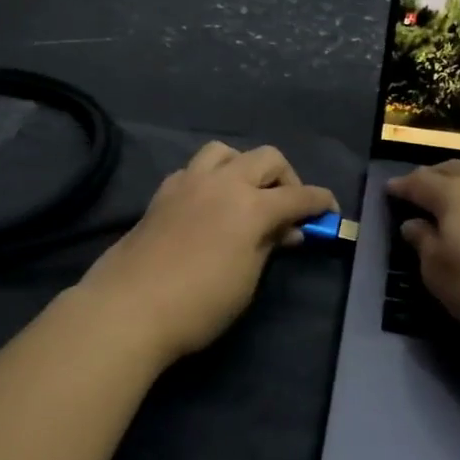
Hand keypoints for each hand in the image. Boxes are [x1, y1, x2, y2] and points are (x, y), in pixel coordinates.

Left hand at [78, 142, 336, 363]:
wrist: (129, 308)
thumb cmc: (199, 304)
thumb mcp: (247, 280)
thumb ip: (269, 246)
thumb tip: (287, 230)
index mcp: (251, 206)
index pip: (298, 195)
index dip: (320, 202)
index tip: (330, 212)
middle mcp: (223, 182)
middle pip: (266, 158)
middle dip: (286, 178)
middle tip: (286, 208)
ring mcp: (189, 182)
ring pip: (225, 151)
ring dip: (244, 167)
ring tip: (244, 196)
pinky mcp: (163, 193)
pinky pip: (194, 169)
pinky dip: (210, 178)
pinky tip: (207, 205)